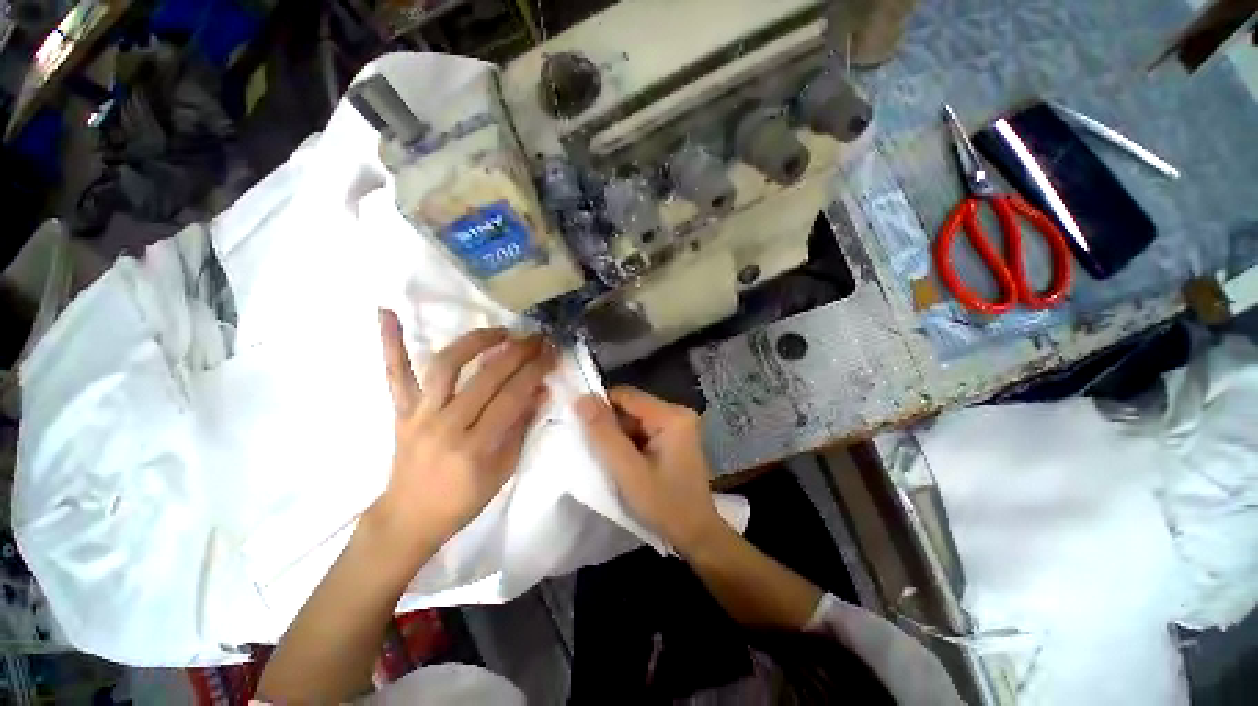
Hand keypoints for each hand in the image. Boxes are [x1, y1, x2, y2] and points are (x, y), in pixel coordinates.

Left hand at [373, 309, 557, 553]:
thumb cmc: (463, 499)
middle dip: (517, 352)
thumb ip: (522, 427)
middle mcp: (445, 425)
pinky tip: (386, 311)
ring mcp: (418, 414)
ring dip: (476, 341)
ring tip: (500, 331)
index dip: (535, 370)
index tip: (551, 352)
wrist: (409, 516)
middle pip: (486, 377)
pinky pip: (394, 373)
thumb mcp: (504, 470)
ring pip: (446, 365)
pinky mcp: (400, 410)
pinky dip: (390, 342)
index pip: (512, 397)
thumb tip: (541, 390)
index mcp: (474, 447)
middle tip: (536, 338)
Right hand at [575, 387, 722, 552]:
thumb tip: (581, 398)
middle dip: (609, 426)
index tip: (581, 429)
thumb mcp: (628, 471)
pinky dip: (628, 444)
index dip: (600, 407)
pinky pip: (642, 431)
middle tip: (595, 451)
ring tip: (609, 461)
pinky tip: (623, 463)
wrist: (696, 534)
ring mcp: (677, 425)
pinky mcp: (674, 438)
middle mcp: (677, 413)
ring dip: (618, 437)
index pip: (625, 395)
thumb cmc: (664, 505)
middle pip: (630, 407)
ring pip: (633, 420)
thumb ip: (604, 434)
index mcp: (671, 416)